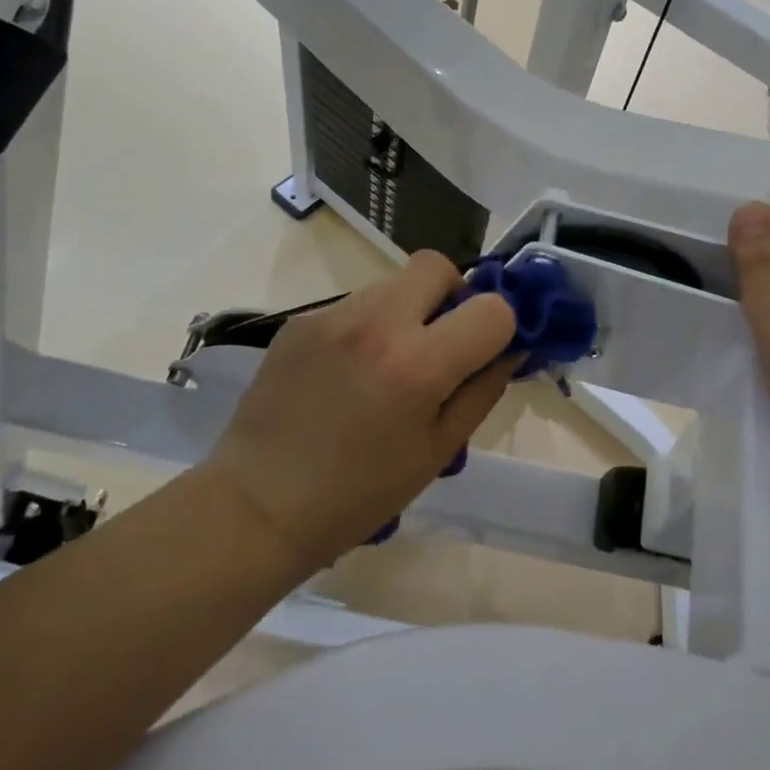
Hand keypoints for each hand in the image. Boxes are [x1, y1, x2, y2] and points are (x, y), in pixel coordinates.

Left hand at [206, 251, 518, 569]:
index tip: (484, 354)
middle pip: (437, 265)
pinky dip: (368, 326)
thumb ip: (482, 391)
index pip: (491, 308)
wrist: (259, 504)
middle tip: (440, 342)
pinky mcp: (299, 320)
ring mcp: (331, 316)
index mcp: (418, 364)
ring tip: (388, 365)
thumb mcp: (437, 452)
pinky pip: (354, 304)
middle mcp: (377, 323)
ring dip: (408, 310)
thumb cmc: (359, 494)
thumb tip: (511, 349)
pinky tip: (348, 373)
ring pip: (393, 283)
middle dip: (452, 295)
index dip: (500, 330)